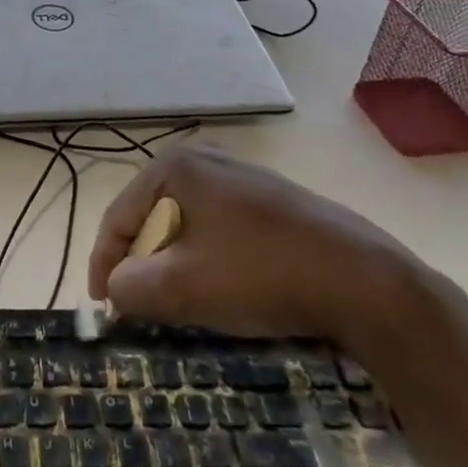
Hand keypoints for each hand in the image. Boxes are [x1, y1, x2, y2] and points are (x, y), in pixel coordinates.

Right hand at [86, 145, 430, 351]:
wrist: (365, 282)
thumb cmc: (260, 274)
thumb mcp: (181, 287)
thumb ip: (129, 286)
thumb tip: (116, 288)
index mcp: (176, 166)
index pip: (120, 216)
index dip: (103, 263)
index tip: (102, 307)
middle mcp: (205, 159)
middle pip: (152, 218)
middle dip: (143, 264)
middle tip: (141, 306)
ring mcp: (242, 177)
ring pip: (186, 226)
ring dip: (175, 264)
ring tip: (181, 303)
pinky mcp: (271, 201)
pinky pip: (219, 229)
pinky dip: (208, 258)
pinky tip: (225, 289)